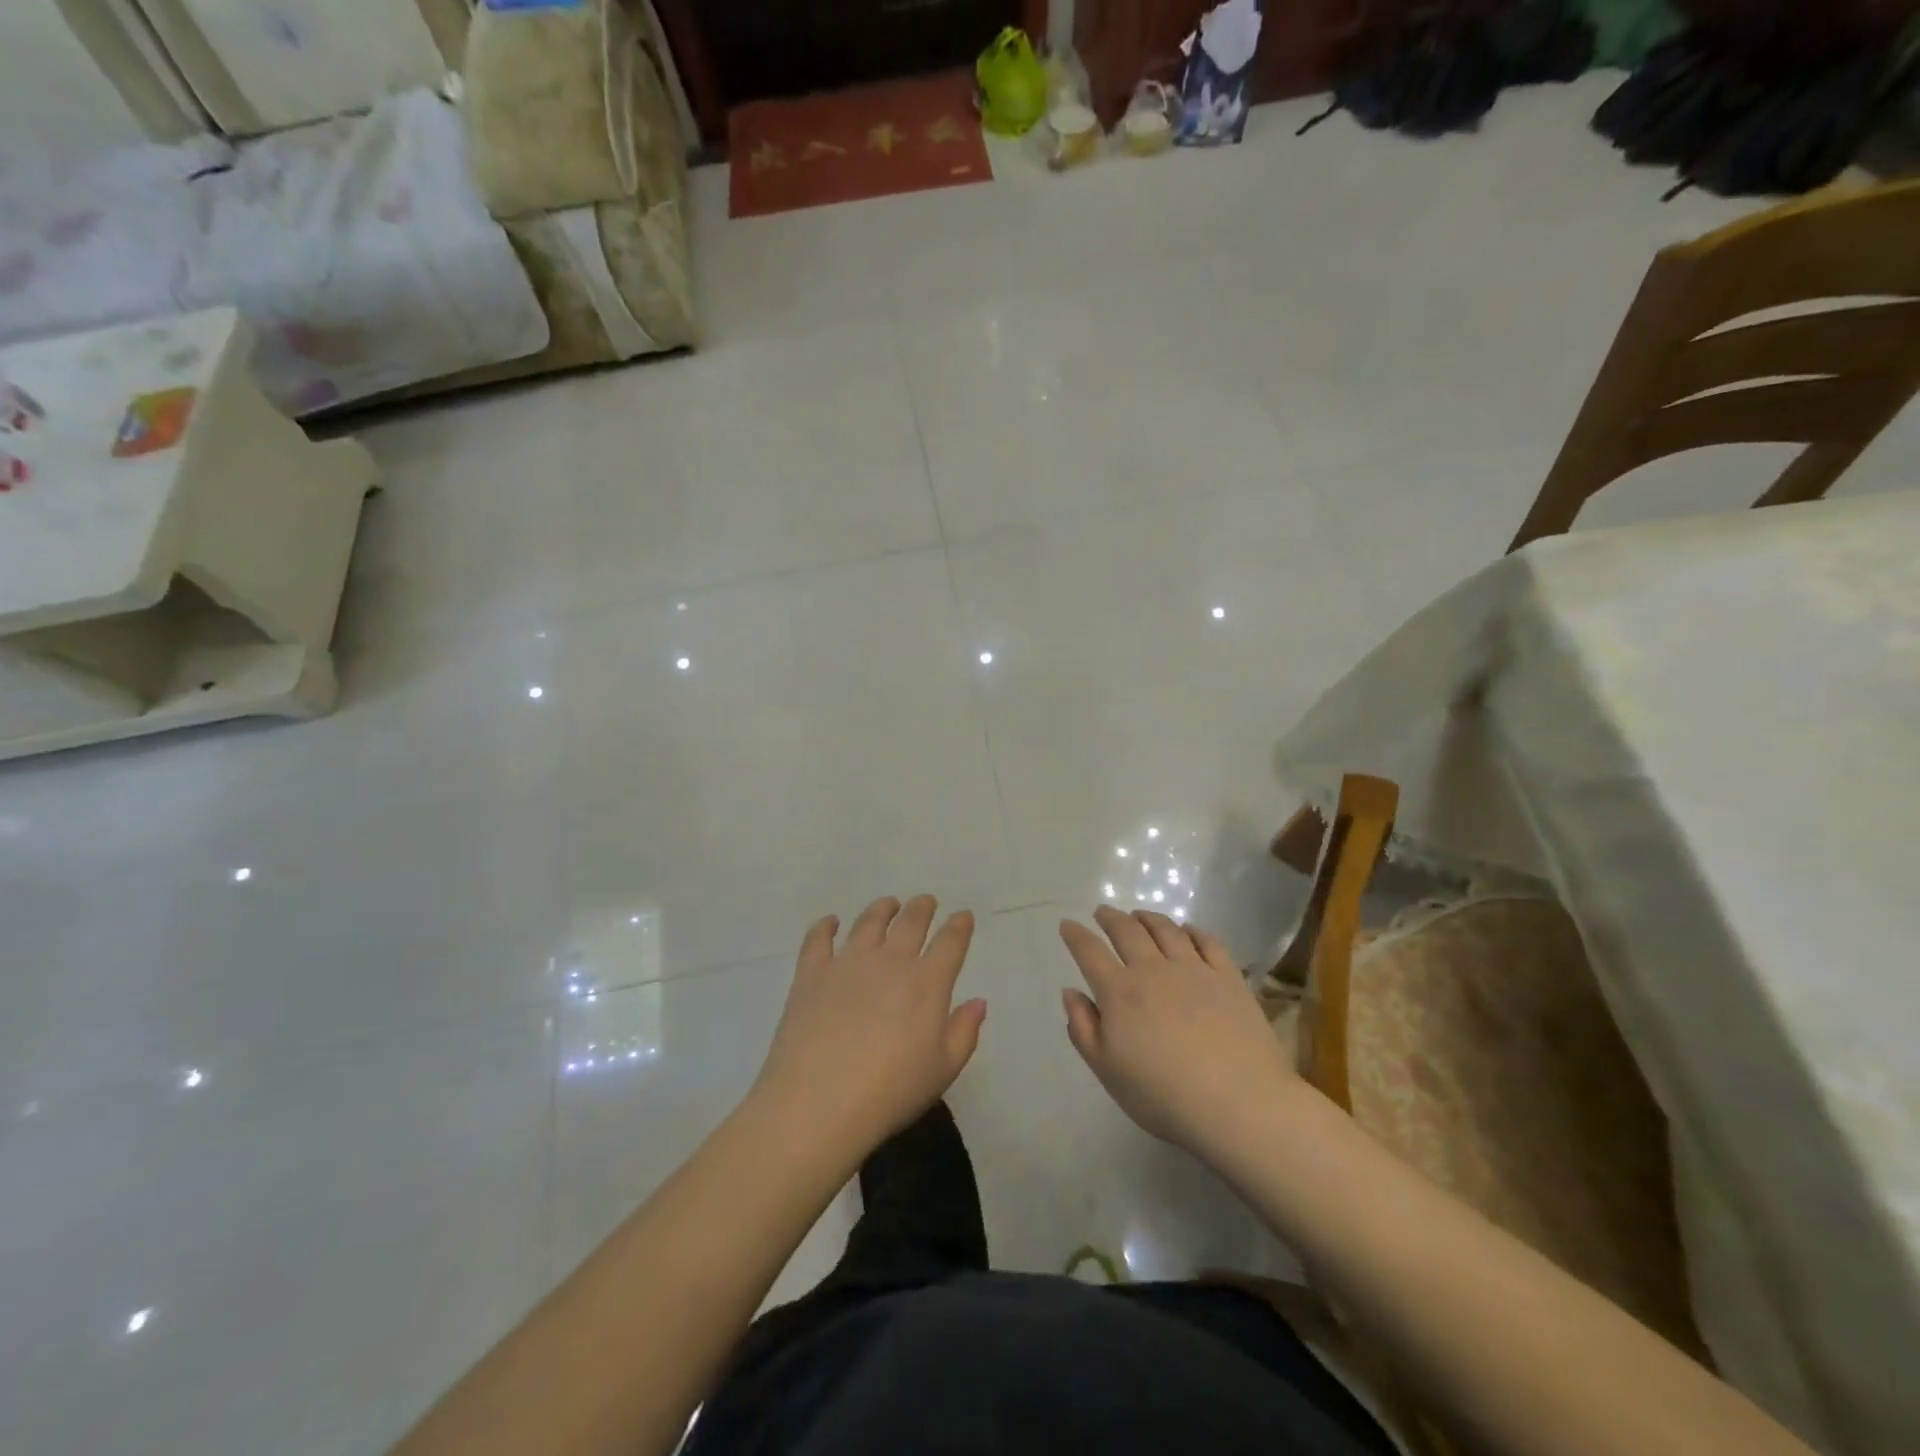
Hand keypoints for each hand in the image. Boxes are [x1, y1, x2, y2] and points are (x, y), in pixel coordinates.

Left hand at [754, 896, 985, 1156]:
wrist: (819, 1102)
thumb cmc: (891, 1091)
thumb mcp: (943, 1070)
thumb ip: (964, 1032)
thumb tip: (978, 1001)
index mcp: (927, 983)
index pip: (950, 942)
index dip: (959, 926)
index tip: (963, 916)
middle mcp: (890, 961)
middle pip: (910, 922)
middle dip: (922, 908)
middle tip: (925, 902)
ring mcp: (848, 963)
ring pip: (869, 922)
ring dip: (882, 909)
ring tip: (888, 905)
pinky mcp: (812, 974)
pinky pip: (818, 939)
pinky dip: (826, 926)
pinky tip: (830, 922)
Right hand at [1060, 906, 1298, 1153]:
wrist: (1238, 1104)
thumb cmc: (1163, 1096)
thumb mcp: (1107, 1071)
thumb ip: (1083, 1029)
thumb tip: (1071, 992)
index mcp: (1119, 992)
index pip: (1090, 952)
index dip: (1076, 935)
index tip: (1068, 924)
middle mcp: (1153, 970)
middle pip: (1127, 931)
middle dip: (1110, 917)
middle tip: (1103, 912)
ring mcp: (1194, 969)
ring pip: (1166, 929)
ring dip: (1148, 918)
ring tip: (1140, 916)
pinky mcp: (1228, 977)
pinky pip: (1207, 941)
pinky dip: (1192, 930)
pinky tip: (1187, 931)